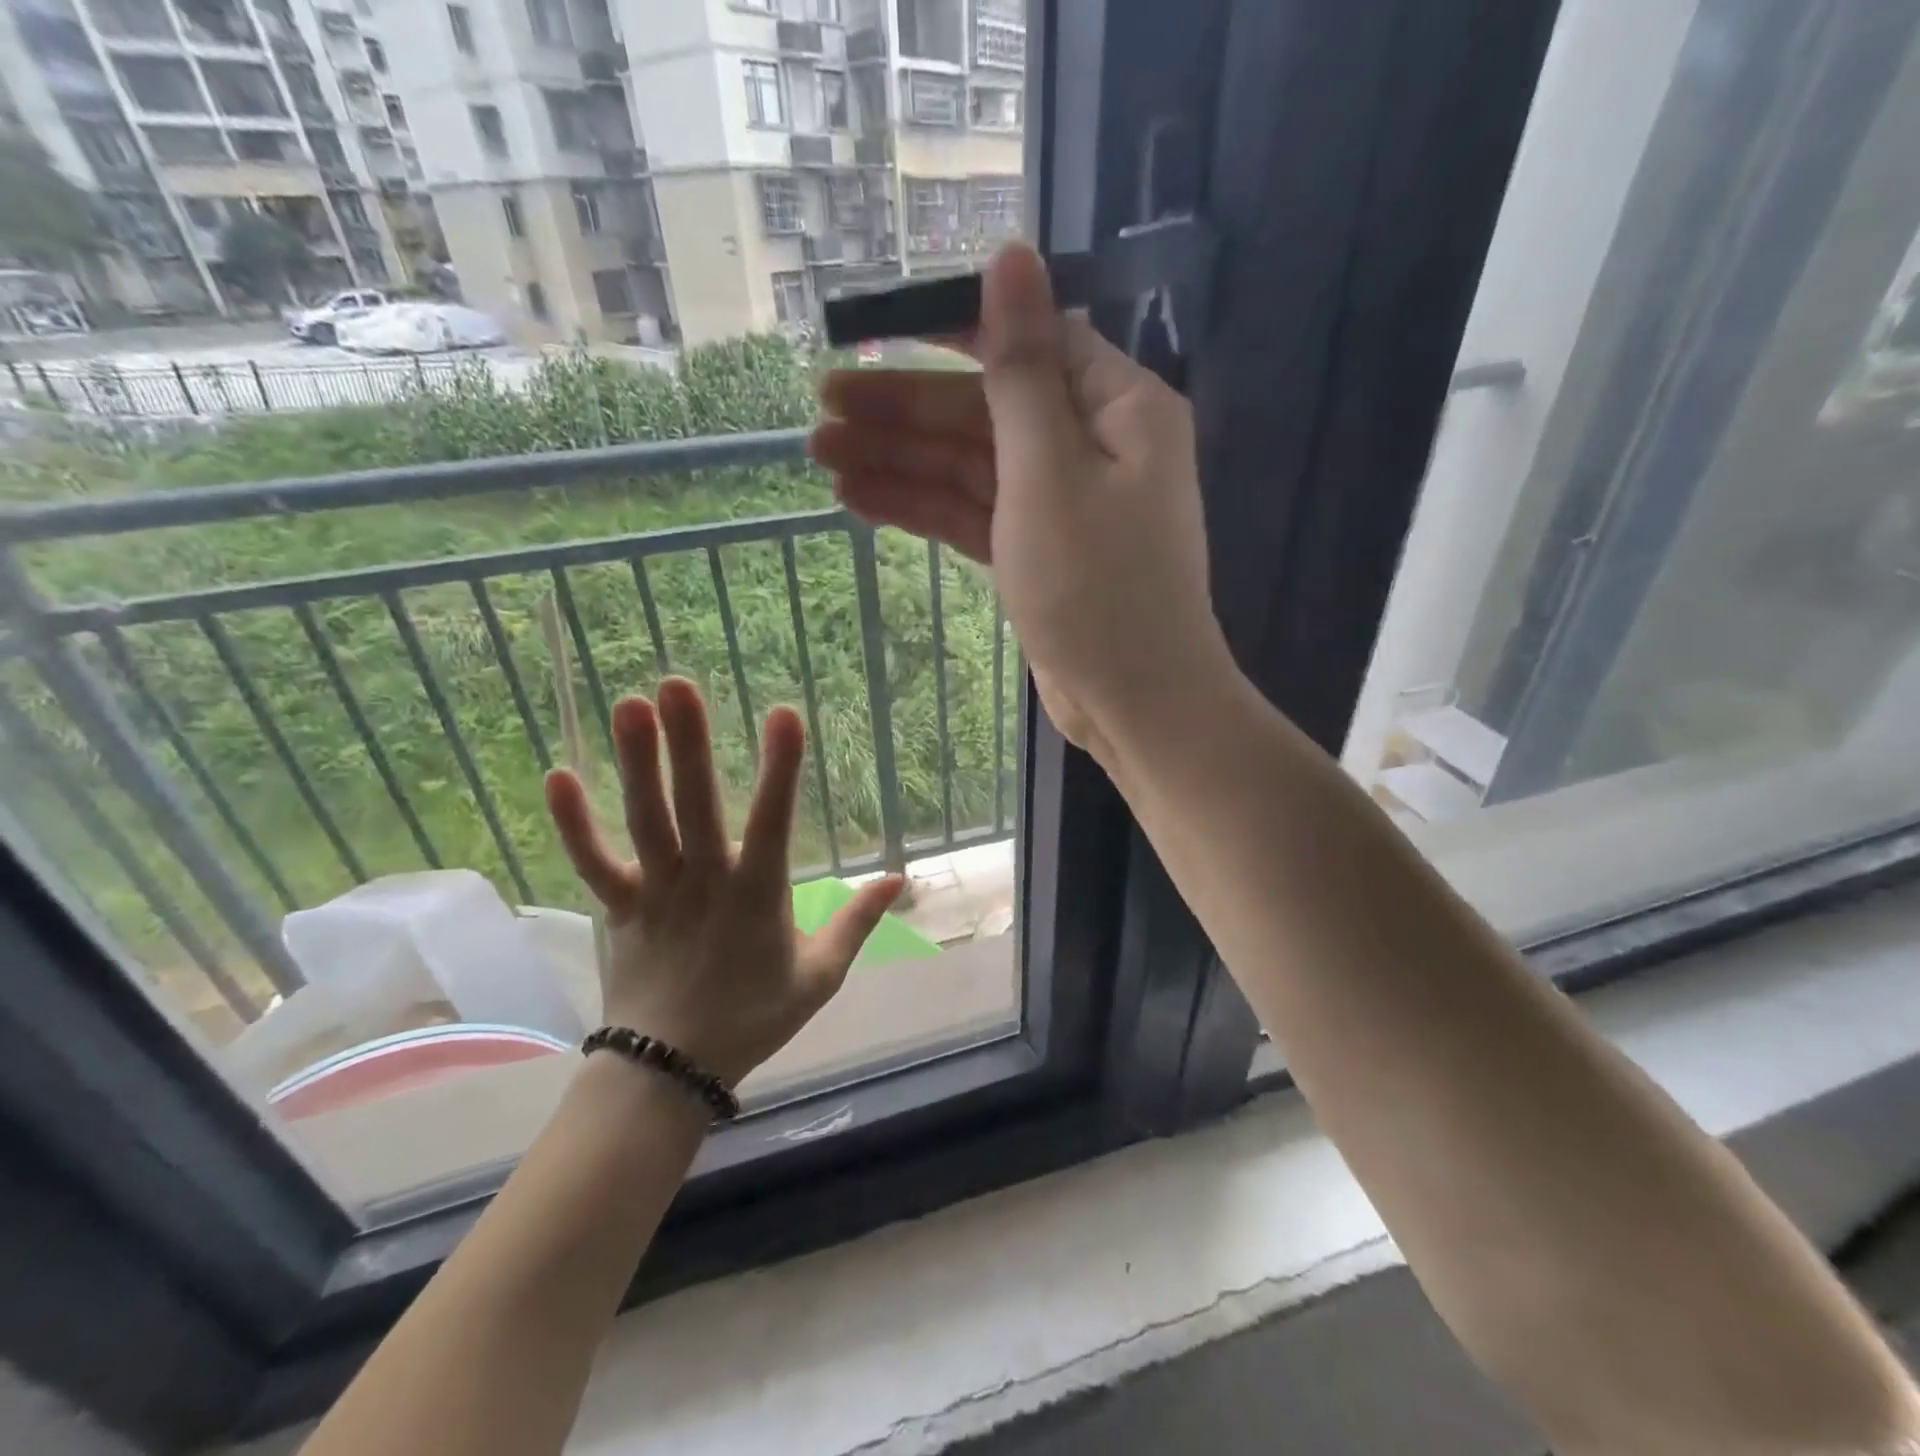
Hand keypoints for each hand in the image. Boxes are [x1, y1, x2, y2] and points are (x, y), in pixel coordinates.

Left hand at [543, 678, 904, 1087]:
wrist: (673, 1071)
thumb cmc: (754, 1018)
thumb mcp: (821, 975)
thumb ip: (858, 921)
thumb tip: (900, 878)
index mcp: (758, 894)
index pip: (774, 820)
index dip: (781, 768)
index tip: (784, 714)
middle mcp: (705, 881)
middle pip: (696, 805)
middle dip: (689, 743)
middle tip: (677, 685)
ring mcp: (656, 892)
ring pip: (645, 820)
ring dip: (637, 763)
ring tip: (629, 705)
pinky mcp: (620, 908)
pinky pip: (593, 862)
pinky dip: (573, 824)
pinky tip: (557, 776)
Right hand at [809, 243, 1231, 755]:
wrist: (1133, 700)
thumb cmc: (1097, 586)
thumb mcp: (1050, 470)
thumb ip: (1022, 368)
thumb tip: (1012, 252)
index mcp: (1114, 406)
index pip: (1022, 343)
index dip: (945, 332)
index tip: (871, 332)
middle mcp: (1091, 445)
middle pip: (984, 411)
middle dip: (904, 411)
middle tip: (820, 411)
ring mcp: (1061, 504)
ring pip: (971, 467)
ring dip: (900, 460)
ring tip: (822, 457)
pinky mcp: (1037, 554)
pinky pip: (974, 515)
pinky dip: (924, 506)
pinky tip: (861, 499)